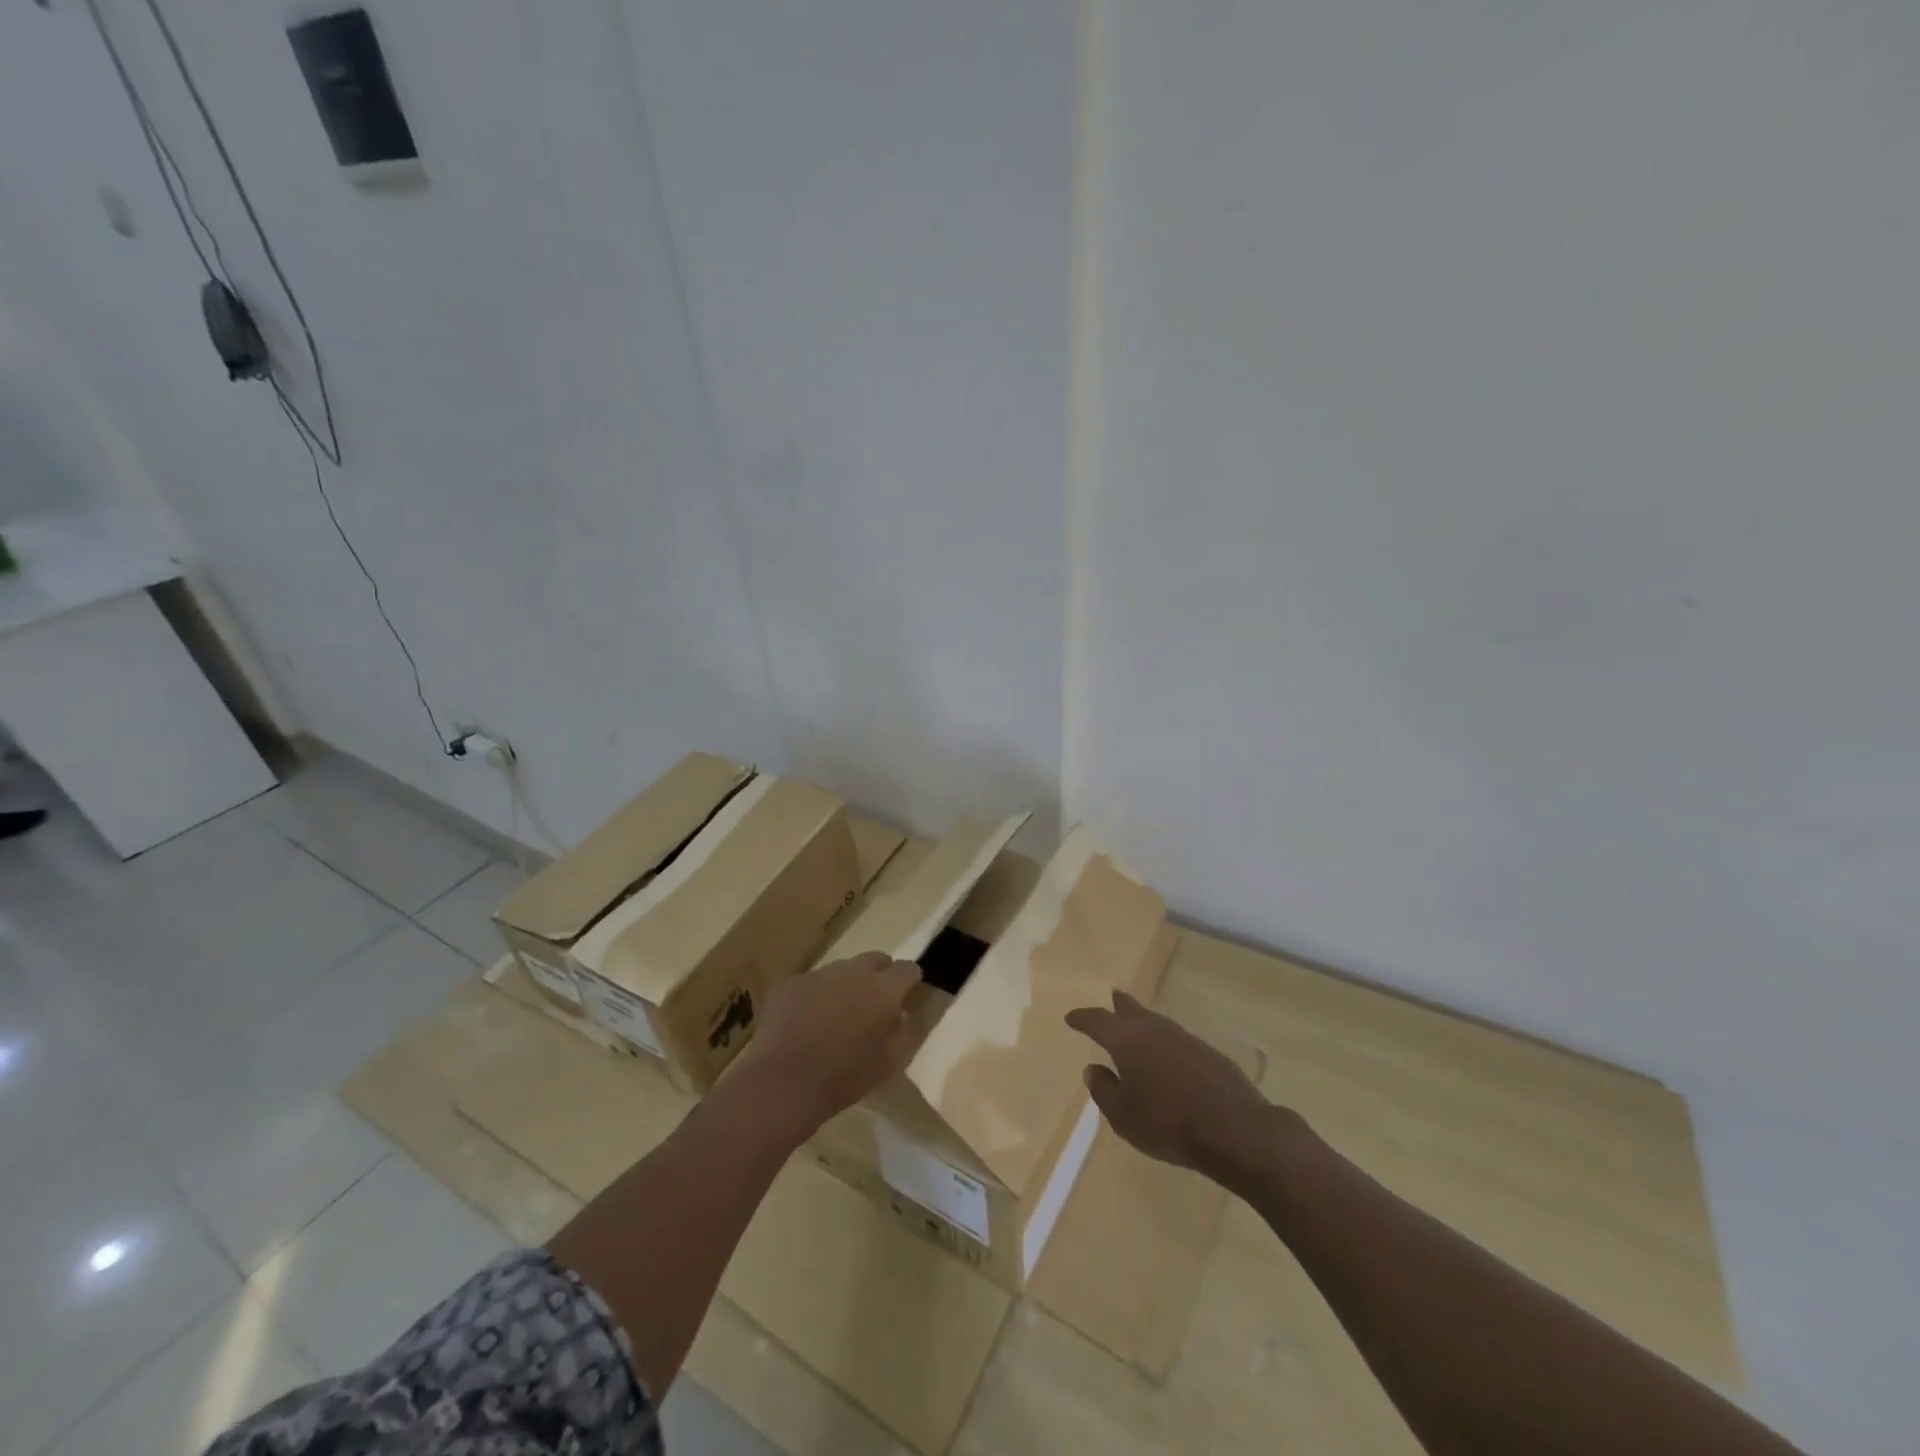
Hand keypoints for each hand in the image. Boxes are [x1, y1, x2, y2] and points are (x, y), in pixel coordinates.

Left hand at [731, 952, 919, 1133]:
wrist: (784, 1082)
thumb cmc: (843, 1077)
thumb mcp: (888, 1063)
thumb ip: (901, 1032)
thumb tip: (900, 1014)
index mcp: (882, 990)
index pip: (906, 969)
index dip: (910, 979)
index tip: (908, 992)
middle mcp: (853, 972)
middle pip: (874, 958)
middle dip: (879, 974)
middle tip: (873, 1001)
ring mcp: (818, 974)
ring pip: (840, 969)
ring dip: (845, 984)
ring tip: (835, 1014)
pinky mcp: (789, 983)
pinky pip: (810, 982)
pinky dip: (813, 996)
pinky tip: (804, 1021)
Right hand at [1065, 991, 1271, 1175]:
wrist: (1234, 1129)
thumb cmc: (1167, 1123)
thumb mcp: (1123, 1116)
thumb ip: (1104, 1090)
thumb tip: (1093, 1069)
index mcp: (1127, 1040)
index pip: (1098, 1021)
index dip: (1082, 1019)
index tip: (1071, 1017)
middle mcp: (1154, 1030)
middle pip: (1132, 1010)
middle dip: (1119, 1006)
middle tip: (1113, 997)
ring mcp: (1184, 1039)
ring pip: (1156, 1023)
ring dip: (1144, 1023)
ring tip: (1138, 1026)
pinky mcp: (1208, 1053)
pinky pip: (1177, 1041)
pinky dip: (1165, 1043)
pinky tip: (1168, 1057)